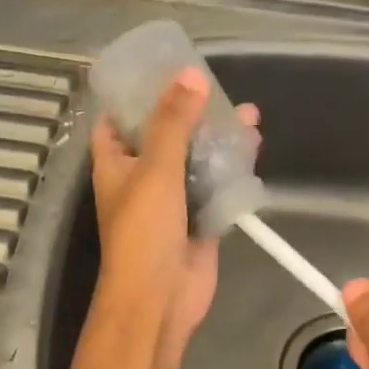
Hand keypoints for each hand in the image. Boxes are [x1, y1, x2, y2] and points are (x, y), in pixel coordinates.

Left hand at [89, 67, 258, 351]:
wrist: (161, 297)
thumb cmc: (144, 231)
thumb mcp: (155, 168)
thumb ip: (173, 122)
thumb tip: (191, 74)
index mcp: (115, 163)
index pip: (116, 119)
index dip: (133, 95)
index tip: (160, 70)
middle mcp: (141, 178)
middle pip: (165, 136)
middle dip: (191, 114)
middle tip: (218, 89)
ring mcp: (172, 201)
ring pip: (196, 161)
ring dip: (218, 140)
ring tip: (248, 115)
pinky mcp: (199, 220)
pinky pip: (216, 187)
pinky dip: (232, 170)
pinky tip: (253, 149)